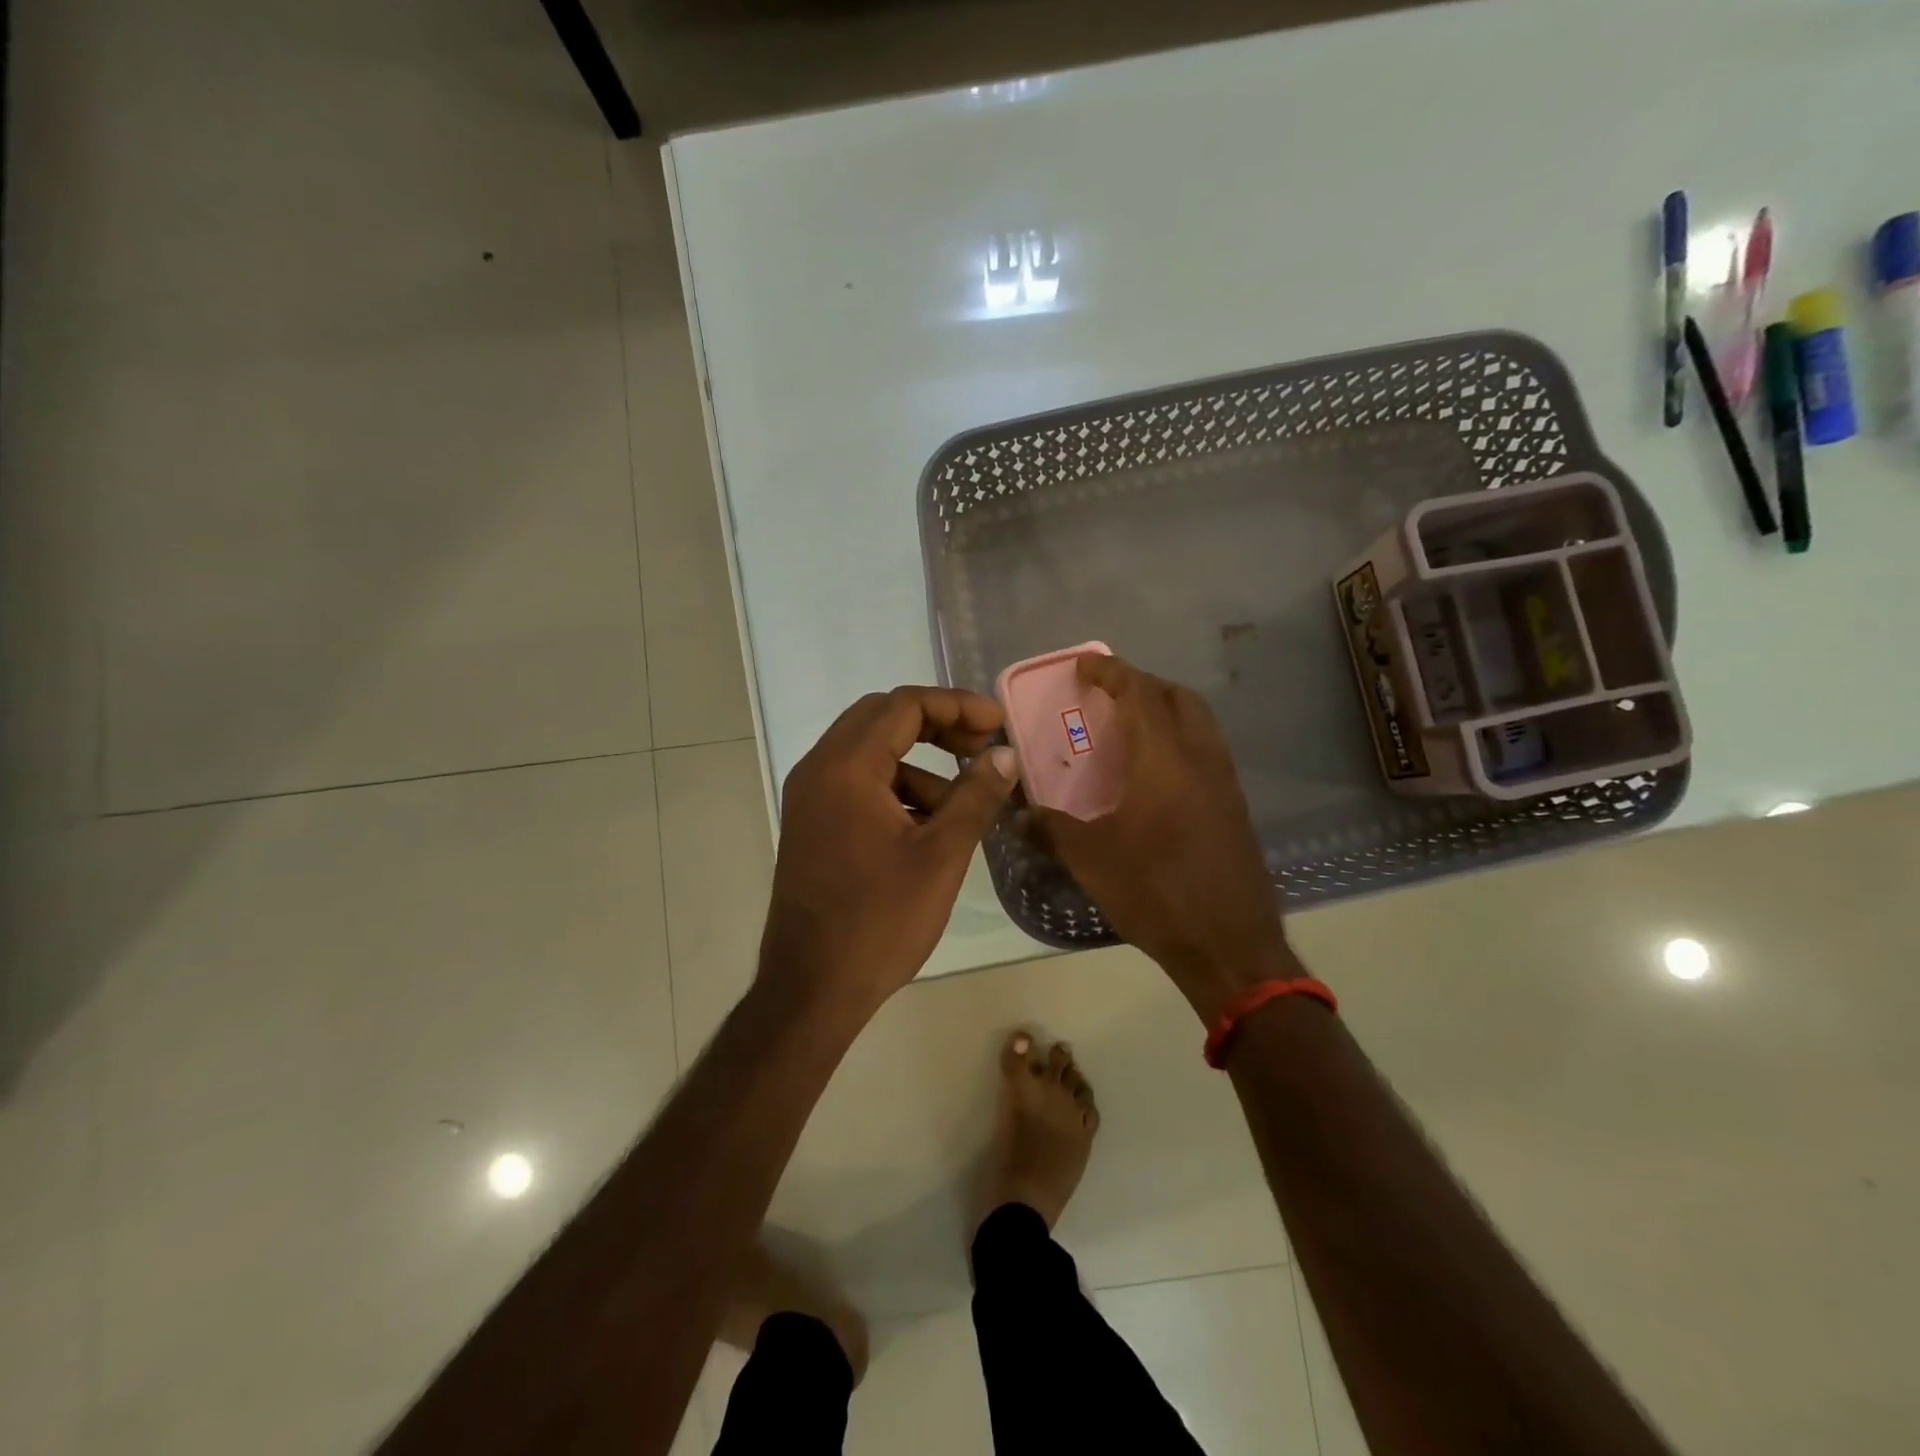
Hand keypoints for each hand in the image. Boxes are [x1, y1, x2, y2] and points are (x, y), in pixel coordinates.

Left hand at [762, 686, 1019, 1019]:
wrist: (812, 989)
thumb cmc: (879, 921)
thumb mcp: (941, 856)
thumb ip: (976, 796)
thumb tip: (1005, 754)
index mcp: (846, 768)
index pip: (904, 706)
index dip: (957, 705)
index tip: (998, 723)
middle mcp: (819, 770)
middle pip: (883, 719)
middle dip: (937, 726)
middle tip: (982, 748)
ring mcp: (810, 797)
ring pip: (871, 754)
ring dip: (920, 766)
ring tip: (963, 806)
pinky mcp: (813, 824)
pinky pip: (859, 785)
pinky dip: (897, 791)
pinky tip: (930, 828)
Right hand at [1041, 654, 1299, 1021]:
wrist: (1229, 945)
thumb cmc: (1155, 892)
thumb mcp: (1090, 859)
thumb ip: (1051, 827)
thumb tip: (1020, 812)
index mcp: (1163, 758)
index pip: (1137, 693)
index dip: (1109, 671)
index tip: (1083, 665)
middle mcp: (1200, 757)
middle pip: (1177, 697)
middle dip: (1141, 684)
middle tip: (1108, 696)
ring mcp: (1224, 781)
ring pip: (1198, 722)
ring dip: (1165, 710)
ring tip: (1129, 729)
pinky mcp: (1234, 806)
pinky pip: (1206, 751)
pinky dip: (1179, 741)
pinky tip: (1155, 775)